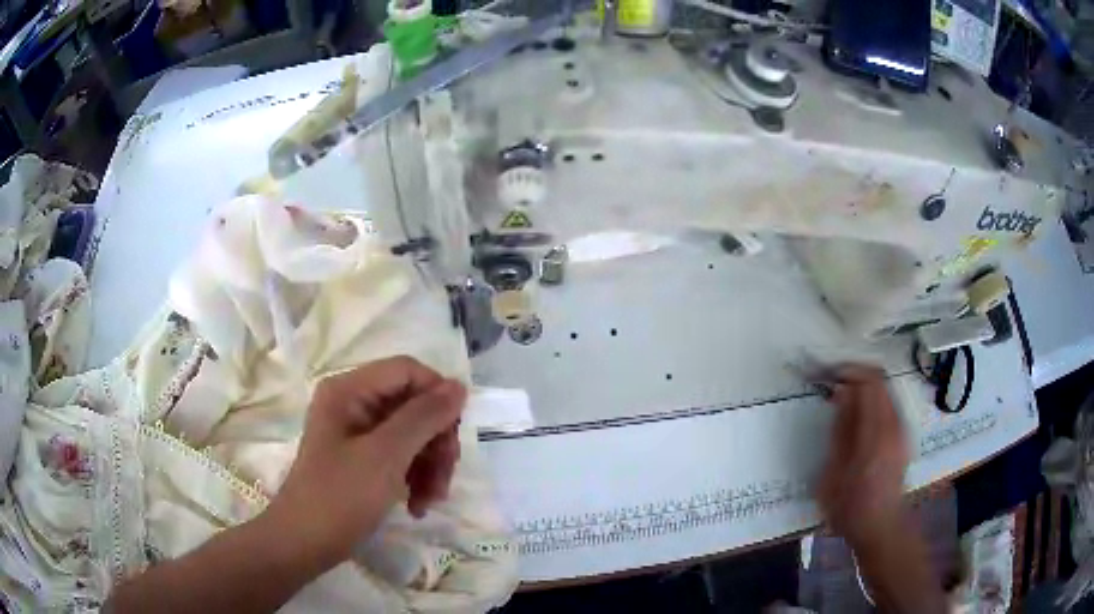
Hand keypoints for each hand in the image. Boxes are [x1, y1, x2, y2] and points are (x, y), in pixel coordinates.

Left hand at [264, 357, 466, 568]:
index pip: (407, 371)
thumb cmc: (340, 497)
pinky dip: (415, 478)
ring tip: (431, 500)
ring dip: (429, 466)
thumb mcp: (386, 456)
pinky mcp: (362, 459)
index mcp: (349, 390)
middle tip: (445, 478)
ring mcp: (357, 433)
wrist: (305, 543)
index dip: (437, 395)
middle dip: (435, 442)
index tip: (456, 434)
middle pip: (413, 405)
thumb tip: (458, 387)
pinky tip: (417, 506)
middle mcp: (353, 403)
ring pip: (412, 434)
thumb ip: (423, 417)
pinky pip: (401, 456)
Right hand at [817, 365, 908, 550]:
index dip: (849, 370)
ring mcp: (902, 429)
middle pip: (880, 380)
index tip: (827, 373)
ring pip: (885, 390)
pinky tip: (857, 417)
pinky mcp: (902, 435)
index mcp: (877, 433)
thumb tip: (841, 392)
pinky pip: (888, 403)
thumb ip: (841, 430)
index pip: (870, 381)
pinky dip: (872, 400)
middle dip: (855, 375)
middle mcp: (895, 424)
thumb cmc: (851, 509)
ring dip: (863, 387)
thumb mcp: (834, 474)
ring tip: (841, 400)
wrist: (881, 528)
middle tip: (831, 383)